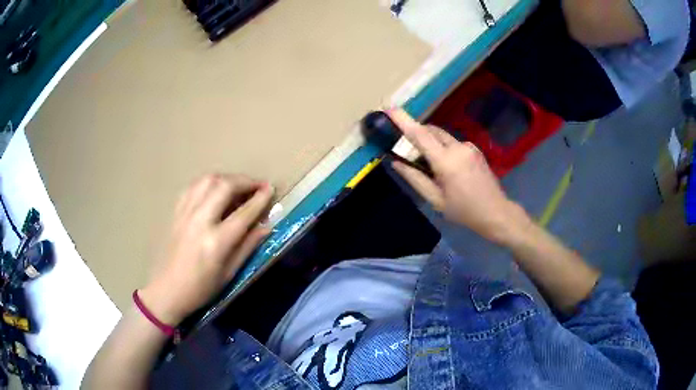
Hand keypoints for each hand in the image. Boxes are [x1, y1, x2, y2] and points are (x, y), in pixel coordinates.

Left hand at [139, 174, 273, 324]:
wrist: (167, 290)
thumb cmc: (200, 289)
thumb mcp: (229, 273)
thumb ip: (248, 246)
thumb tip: (266, 226)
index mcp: (216, 241)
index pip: (244, 212)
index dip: (260, 198)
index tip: (271, 189)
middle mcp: (200, 221)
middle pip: (225, 186)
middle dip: (245, 181)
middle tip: (257, 185)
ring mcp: (185, 213)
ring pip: (207, 180)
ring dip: (227, 178)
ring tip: (237, 186)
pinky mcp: (176, 212)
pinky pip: (193, 187)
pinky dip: (208, 183)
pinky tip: (214, 191)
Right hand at [388, 109, 524, 243]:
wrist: (496, 212)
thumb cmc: (463, 211)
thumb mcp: (436, 199)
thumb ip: (415, 179)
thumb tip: (396, 163)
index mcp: (446, 161)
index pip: (420, 134)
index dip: (403, 120)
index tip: (389, 108)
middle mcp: (458, 147)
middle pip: (431, 131)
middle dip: (416, 134)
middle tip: (408, 151)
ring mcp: (469, 146)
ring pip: (442, 136)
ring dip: (431, 143)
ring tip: (431, 166)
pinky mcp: (475, 149)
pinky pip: (453, 142)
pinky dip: (443, 148)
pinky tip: (448, 168)